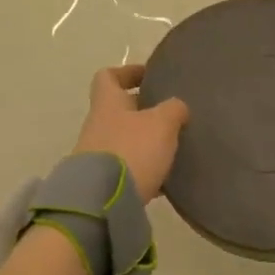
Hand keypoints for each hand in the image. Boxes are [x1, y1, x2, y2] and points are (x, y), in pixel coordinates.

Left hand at [72, 64, 188, 201]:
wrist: (101, 202)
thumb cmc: (131, 150)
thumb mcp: (161, 124)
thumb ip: (172, 109)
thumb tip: (177, 106)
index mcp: (108, 102)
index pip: (108, 76)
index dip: (128, 72)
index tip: (149, 76)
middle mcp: (98, 124)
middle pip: (119, 110)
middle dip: (143, 111)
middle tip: (170, 115)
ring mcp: (97, 154)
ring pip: (124, 139)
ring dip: (145, 142)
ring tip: (172, 148)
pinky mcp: (103, 182)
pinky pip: (126, 168)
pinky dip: (143, 169)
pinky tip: (164, 180)